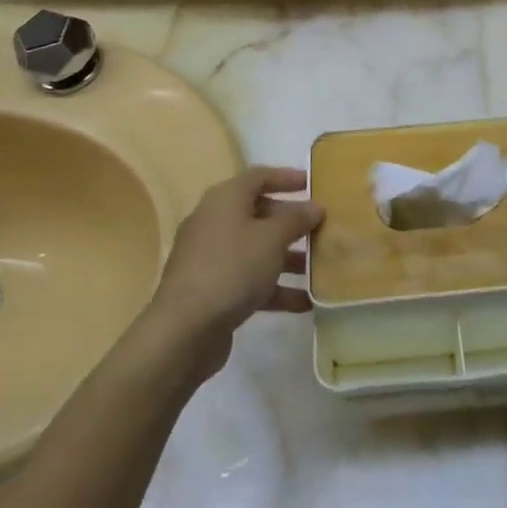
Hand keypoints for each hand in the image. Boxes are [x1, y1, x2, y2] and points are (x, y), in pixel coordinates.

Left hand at [149, 167, 322, 363]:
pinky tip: (305, 302)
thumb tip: (315, 206)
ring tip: (321, 268)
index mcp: (225, 199)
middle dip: (292, 222)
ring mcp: (212, 258)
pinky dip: (275, 288)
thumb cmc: (231, 268)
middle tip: (322, 228)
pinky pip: (250, 280)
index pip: (259, 177)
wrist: (184, 330)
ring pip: (257, 250)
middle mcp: (215, 222)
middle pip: (259, 214)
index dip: (287, 177)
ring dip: (288, 258)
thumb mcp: (271, 238)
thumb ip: (296, 219)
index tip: (313, 184)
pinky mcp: (213, 290)